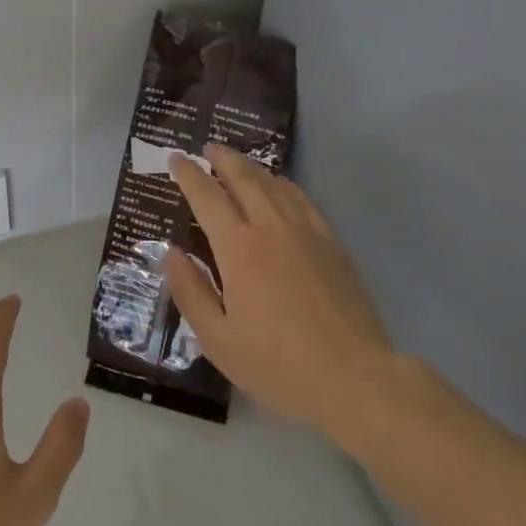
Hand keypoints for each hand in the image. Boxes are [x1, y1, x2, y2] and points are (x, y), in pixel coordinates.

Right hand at [167, 145, 393, 431]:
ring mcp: (306, 231)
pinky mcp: (332, 242)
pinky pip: (302, 199)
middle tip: (207, 148)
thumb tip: (171, 253)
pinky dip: (283, 184)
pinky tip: (279, 187)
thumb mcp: (218, 340)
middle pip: (243, 177)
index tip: (176, 159)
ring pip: (274, 184)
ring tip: (237, 163)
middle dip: (222, 158)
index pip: (207, 196)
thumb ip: (190, 292)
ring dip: (251, 167)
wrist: (354, 377)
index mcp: (238, 248)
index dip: (188, 174)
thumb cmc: (278, 365)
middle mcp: (270, 227)